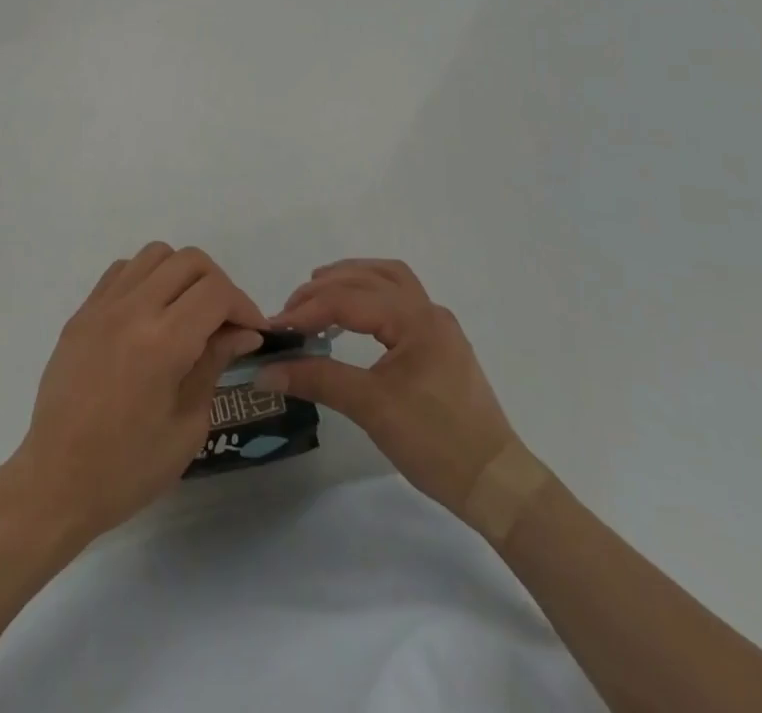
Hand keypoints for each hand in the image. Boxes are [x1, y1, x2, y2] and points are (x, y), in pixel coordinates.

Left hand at [2, 244, 267, 544]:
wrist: (55, 482)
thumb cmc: (128, 468)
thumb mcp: (187, 425)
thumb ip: (214, 365)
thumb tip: (242, 332)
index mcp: (163, 342)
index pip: (216, 292)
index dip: (243, 306)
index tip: (252, 332)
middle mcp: (132, 309)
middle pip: (189, 261)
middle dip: (218, 285)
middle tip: (225, 322)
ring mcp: (102, 306)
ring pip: (155, 254)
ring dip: (181, 274)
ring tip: (187, 312)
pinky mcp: (82, 312)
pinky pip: (122, 270)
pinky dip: (146, 278)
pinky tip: (151, 314)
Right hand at [259, 259, 514, 516]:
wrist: (496, 484)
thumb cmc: (436, 443)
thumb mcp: (371, 408)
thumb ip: (317, 379)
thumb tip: (265, 371)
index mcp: (416, 319)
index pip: (349, 299)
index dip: (307, 309)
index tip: (274, 327)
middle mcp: (428, 310)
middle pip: (368, 278)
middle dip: (325, 289)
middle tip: (291, 312)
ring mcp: (437, 325)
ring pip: (387, 280)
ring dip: (350, 281)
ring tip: (317, 296)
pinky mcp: (439, 342)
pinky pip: (398, 298)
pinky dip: (368, 295)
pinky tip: (351, 315)